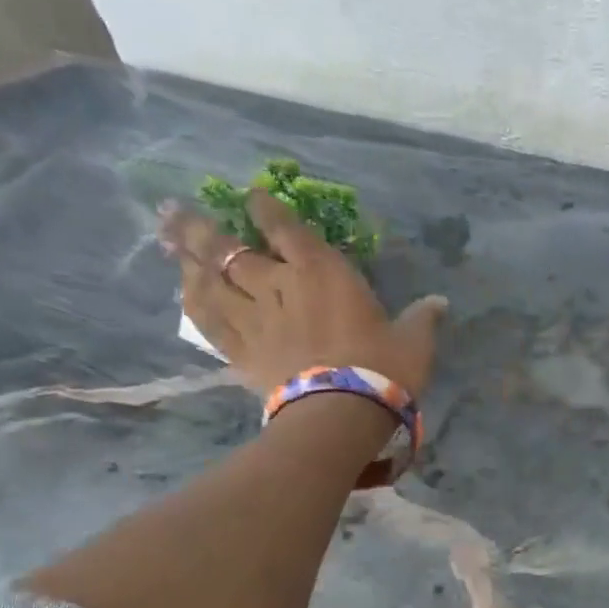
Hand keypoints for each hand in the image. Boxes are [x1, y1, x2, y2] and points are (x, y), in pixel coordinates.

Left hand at [157, 189, 446, 399]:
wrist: (341, 412)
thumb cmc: (383, 369)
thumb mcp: (414, 341)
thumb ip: (423, 318)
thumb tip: (440, 302)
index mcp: (323, 273)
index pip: (287, 230)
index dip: (266, 209)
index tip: (250, 195)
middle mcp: (281, 286)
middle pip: (232, 251)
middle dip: (204, 228)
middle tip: (174, 210)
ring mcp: (256, 319)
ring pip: (212, 281)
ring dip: (189, 259)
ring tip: (168, 240)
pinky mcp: (242, 352)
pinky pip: (209, 322)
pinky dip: (194, 303)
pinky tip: (182, 291)